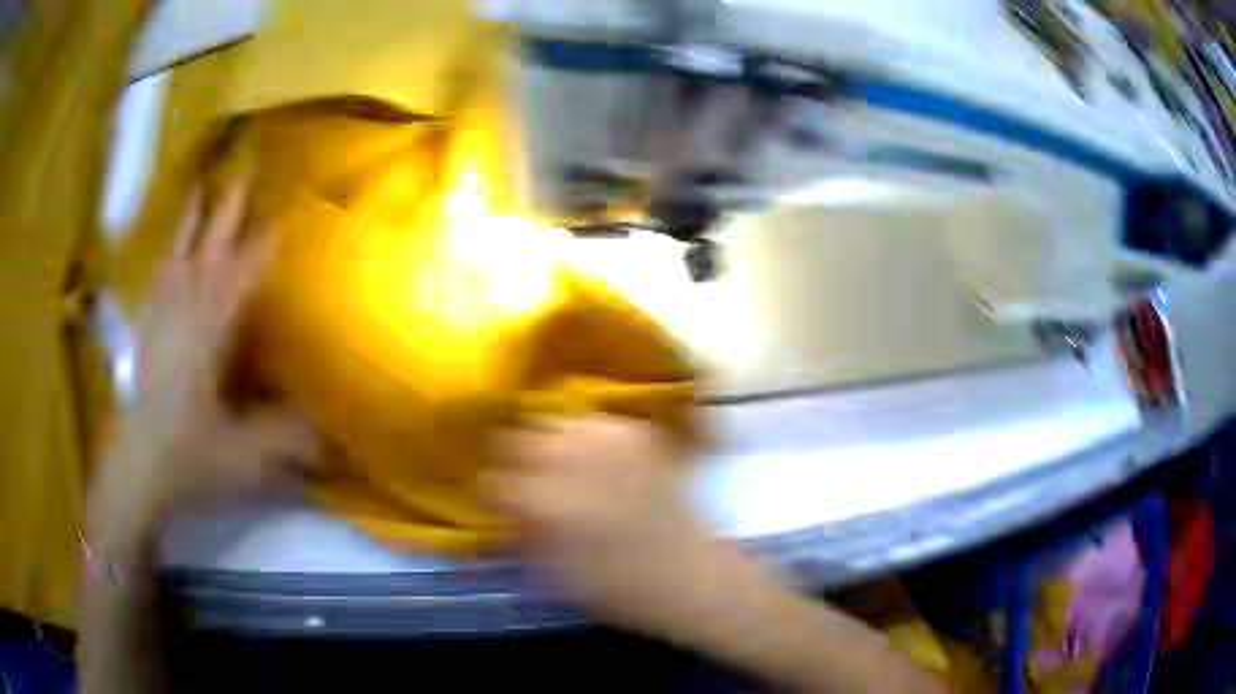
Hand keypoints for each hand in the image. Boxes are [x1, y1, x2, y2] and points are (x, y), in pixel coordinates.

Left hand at [89, 176, 319, 551]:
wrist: (136, 469)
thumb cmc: (189, 458)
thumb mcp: (246, 456)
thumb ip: (290, 440)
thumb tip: (336, 438)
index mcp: (212, 332)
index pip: (245, 275)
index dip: (266, 243)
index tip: (287, 209)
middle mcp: (186, 312)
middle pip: (210, 249)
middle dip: (228, 209)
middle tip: (244, 168)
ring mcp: (161, 317)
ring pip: (178, 254)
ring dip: (192, 219)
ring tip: (201, 185)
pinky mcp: (146, 330)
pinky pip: (158, 276)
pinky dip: (167, 254)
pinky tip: (170, 248)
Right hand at [487, 416, 718, 635]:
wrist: (690, 577)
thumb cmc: (616, 589)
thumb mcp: (550, 574)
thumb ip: (518, 533)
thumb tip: (500, 507)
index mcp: (544, 501)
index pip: (493, 477)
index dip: (491, 489)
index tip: (496, 499)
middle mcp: (571, 459)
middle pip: (519, 436)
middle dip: (516, 458)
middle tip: (526, 479)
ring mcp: (607, 439)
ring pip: (555, 422)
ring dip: (550, 443)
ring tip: (561, 468)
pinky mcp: (638, 433)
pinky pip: (594, 423)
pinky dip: (586, 438)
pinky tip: (596, 462)